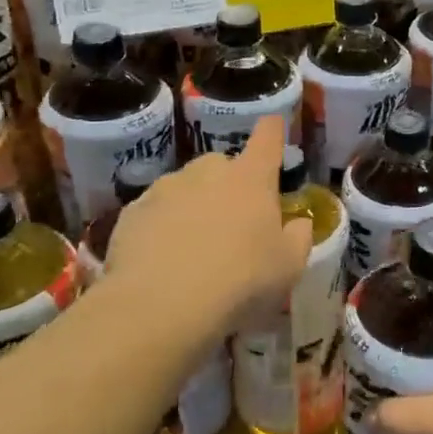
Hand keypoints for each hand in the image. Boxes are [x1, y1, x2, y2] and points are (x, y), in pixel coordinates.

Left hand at [103, 114, 313, 348]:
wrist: (160, 306)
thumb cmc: (239, 281)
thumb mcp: (288, 267)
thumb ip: (299, 237)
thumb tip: (299, 222)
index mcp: (251, 178)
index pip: (267, 138)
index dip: (273, 131)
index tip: (274, 126)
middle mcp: (208, 171)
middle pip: (223, 165)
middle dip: (230, 185)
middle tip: (234, 224)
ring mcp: (166, 188)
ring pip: (186, 188)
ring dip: (194, 206)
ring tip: (194, 248)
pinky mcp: (132, 211)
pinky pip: (155, 212)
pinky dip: (161, 227)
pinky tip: (163, 261)